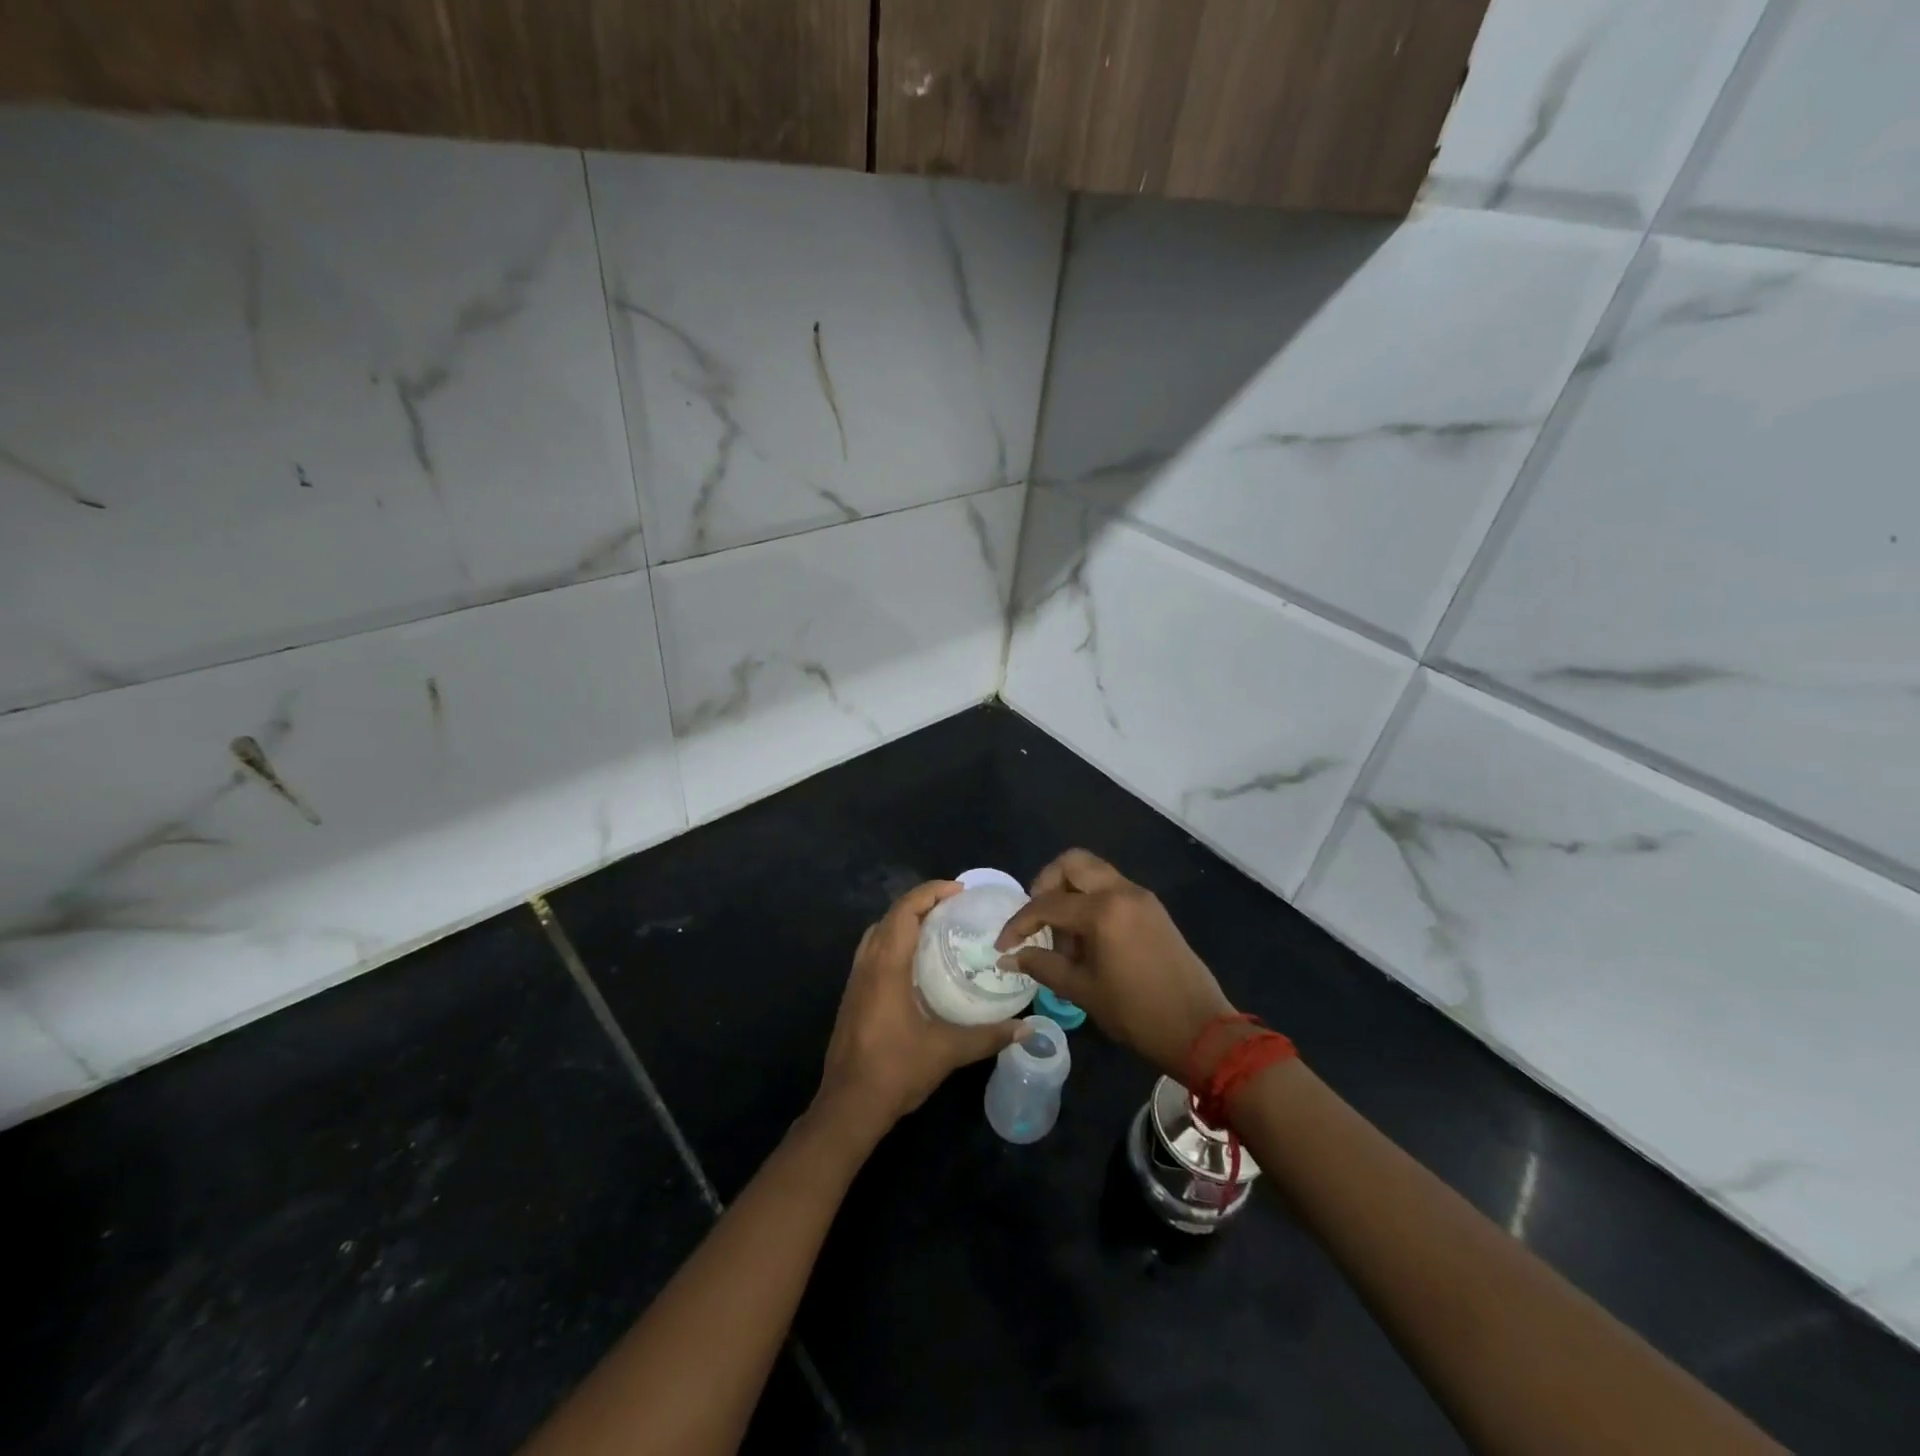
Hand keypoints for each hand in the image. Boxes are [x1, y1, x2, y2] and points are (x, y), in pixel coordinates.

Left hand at [815, 880, 1027, 1133]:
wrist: (848, 1106)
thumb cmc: (895, 1071)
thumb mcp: (947, 1051)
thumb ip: (988, 1036)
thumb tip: (1026, 1029)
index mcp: (886, 967)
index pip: (904, 912)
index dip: (930, 893)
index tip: (959, 891)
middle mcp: (867, 965)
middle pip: (889, 917)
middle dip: (920, 903)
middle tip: (954, 907)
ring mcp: (855, 981)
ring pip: (877, 933)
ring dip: (904, 921)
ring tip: (937, 927)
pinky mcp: (853, 996)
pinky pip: (873, 952)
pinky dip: (894, 941)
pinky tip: (916, 962)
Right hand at [995, 849, 1237, 1081]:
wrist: (1202, 1030)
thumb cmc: (1138, 1013)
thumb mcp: (1083, 991)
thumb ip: (1042, 966)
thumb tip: (1008, 957)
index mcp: (1103, 910)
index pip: (1046, 904)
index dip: (1018, 924)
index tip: (1003, 945)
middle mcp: (1122, 891)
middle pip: (1072, 863)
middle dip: (1046, 885)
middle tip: (1037, 919)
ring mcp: (1141, 897)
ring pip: (1094, 872)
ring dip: (1070, 892)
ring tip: (1064, 938)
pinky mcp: (1152, 908)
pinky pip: (1112, 889)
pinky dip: (1092, 901)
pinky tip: (1088, 940)